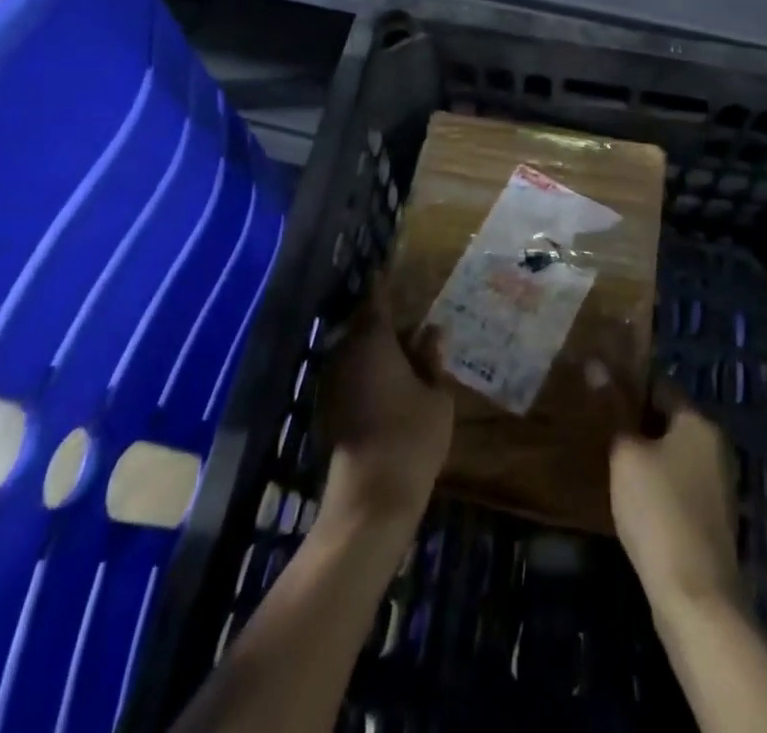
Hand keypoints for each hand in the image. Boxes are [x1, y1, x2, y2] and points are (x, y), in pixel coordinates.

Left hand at [317, 273, 453, 529]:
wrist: (371, 498)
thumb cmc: (411, 437)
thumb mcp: (436, 395)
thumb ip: (432, 359)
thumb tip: (432, 331)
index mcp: (373, 341)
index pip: (376, 299)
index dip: (383, 283)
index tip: (388, 268)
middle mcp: (347, 354)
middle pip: (363, 324)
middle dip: (383, 318)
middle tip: (409, 317)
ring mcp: (334, 383)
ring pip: (354, 350)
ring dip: (375, 346)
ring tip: (404, 348)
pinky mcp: (330, 409)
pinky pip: (350, 373)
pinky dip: (367, 369)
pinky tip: (389, 380)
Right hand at [610, 379, 742, 620]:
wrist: (695, 596)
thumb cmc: (658, 510)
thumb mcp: (626, 455)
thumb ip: (614, 413)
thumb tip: (597, 368)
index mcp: (699, 423)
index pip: (662, 385)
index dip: (630, 384)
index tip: (600, 387)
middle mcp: (715, 447)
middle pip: (670, 420)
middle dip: (637, 421)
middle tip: (599, 423)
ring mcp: (718, 486)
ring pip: (674, 454)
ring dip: (647, 454)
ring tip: (609, 457)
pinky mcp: (712, 520)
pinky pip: (679, 485)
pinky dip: (657, 483)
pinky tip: (631, 495)